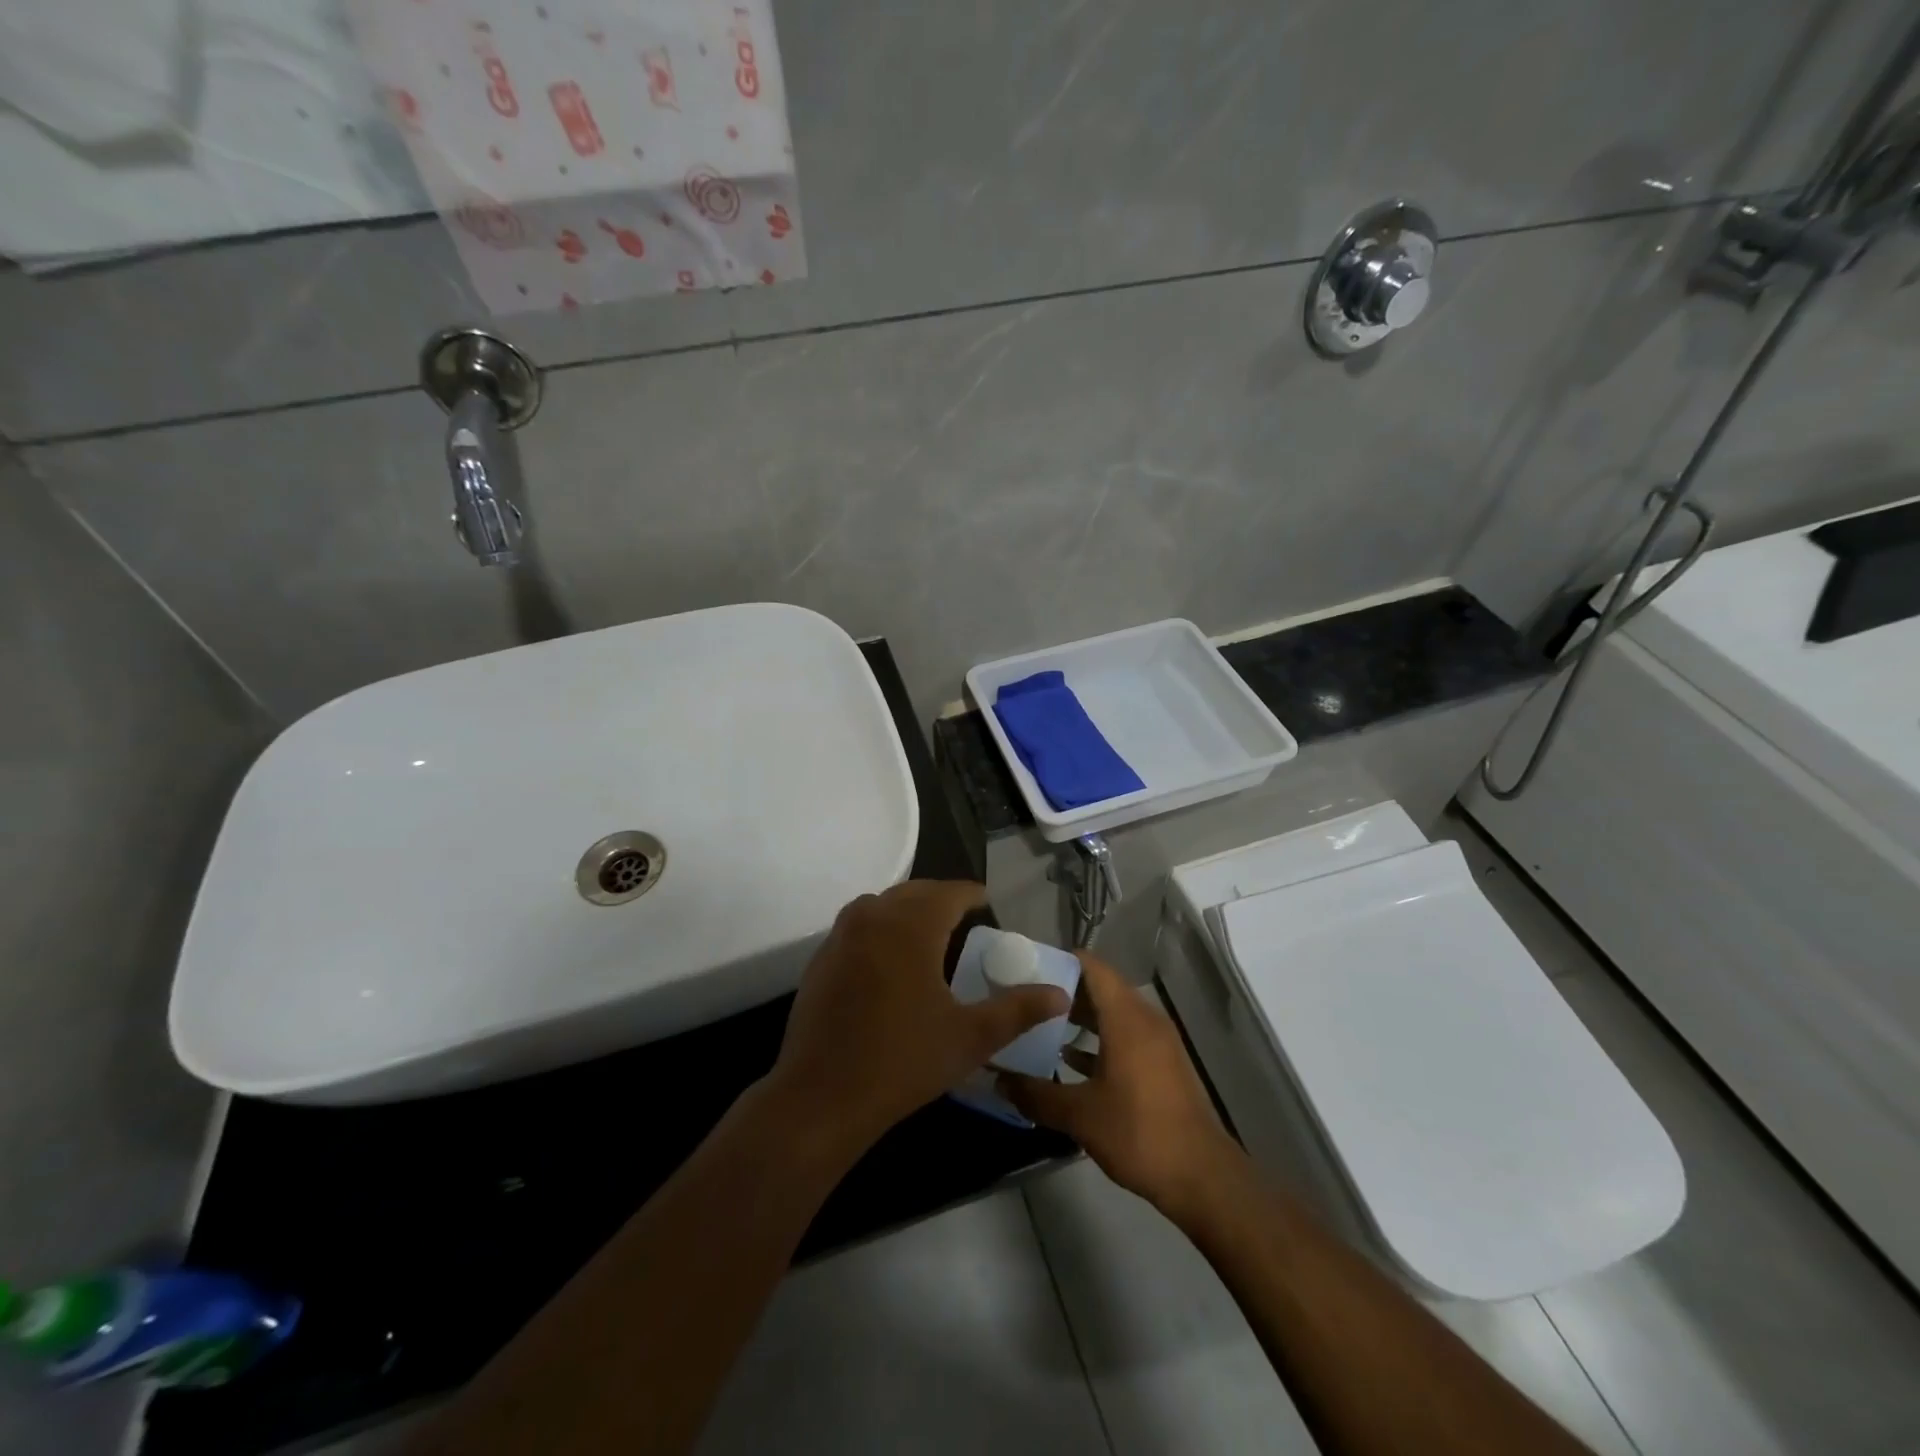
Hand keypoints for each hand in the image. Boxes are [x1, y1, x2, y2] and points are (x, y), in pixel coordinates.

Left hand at [768, 881, 1069, 1152]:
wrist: (821, 1096)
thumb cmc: (903, 1062)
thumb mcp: (970, 1037)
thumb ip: (1017, 1010)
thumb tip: (1059, 994)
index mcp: (911, 926)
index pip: (950, 892)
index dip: (973, 895)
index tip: (989, 905)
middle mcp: (874, 916)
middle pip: (915, 892)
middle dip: (942, 900)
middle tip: (965, 921)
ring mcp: (841, 935)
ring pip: (882, 905)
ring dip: (908, 910)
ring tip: (930, 936)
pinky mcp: (821, 957)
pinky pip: (858, 926)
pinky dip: (880, 929)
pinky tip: (890, 962)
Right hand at [999, 952, 1238, 1217]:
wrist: (1202, 1177)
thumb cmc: (1140, 1133)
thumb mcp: (1080, 1115)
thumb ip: (1036, 1094)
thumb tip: (998, 1080)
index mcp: (1126, 1017)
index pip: (1091, 966)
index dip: (1059, 961)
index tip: (1025, 968)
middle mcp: (1144, 1019)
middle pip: (1100, 987)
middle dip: (1063, 991)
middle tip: (1024, 999)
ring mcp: (1157, 1042)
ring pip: (1112, 1013)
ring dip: (1080, 1017)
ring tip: (1040, 1027)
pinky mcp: (1161, 1064)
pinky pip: (1124, 1036)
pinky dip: (1098, 1039)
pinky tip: (1070, 1060)